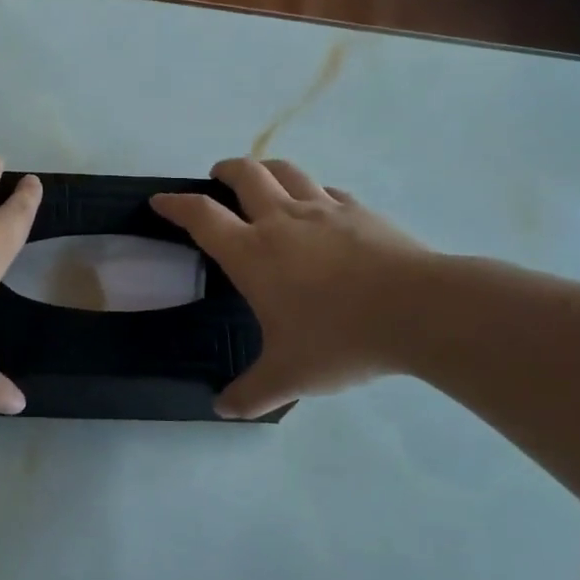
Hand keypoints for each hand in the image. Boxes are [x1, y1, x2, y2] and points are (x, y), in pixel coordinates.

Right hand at [153, 158, 435, 418]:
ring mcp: (324, 210)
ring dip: (266, 169)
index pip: (202, 216)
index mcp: (253, 253)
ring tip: (262, 180)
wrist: (419, 311)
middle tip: (216, 178)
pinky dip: (313, 192)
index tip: (160, 201)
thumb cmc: (340, 339)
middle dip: (224, 171)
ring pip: (286, 171)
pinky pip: (327, 191)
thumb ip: (251, 393)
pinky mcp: (360, 211)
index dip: (176, 205)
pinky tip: (319, 207)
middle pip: (244, 175)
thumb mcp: (288, 376)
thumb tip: (221, 410)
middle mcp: (282, 221)